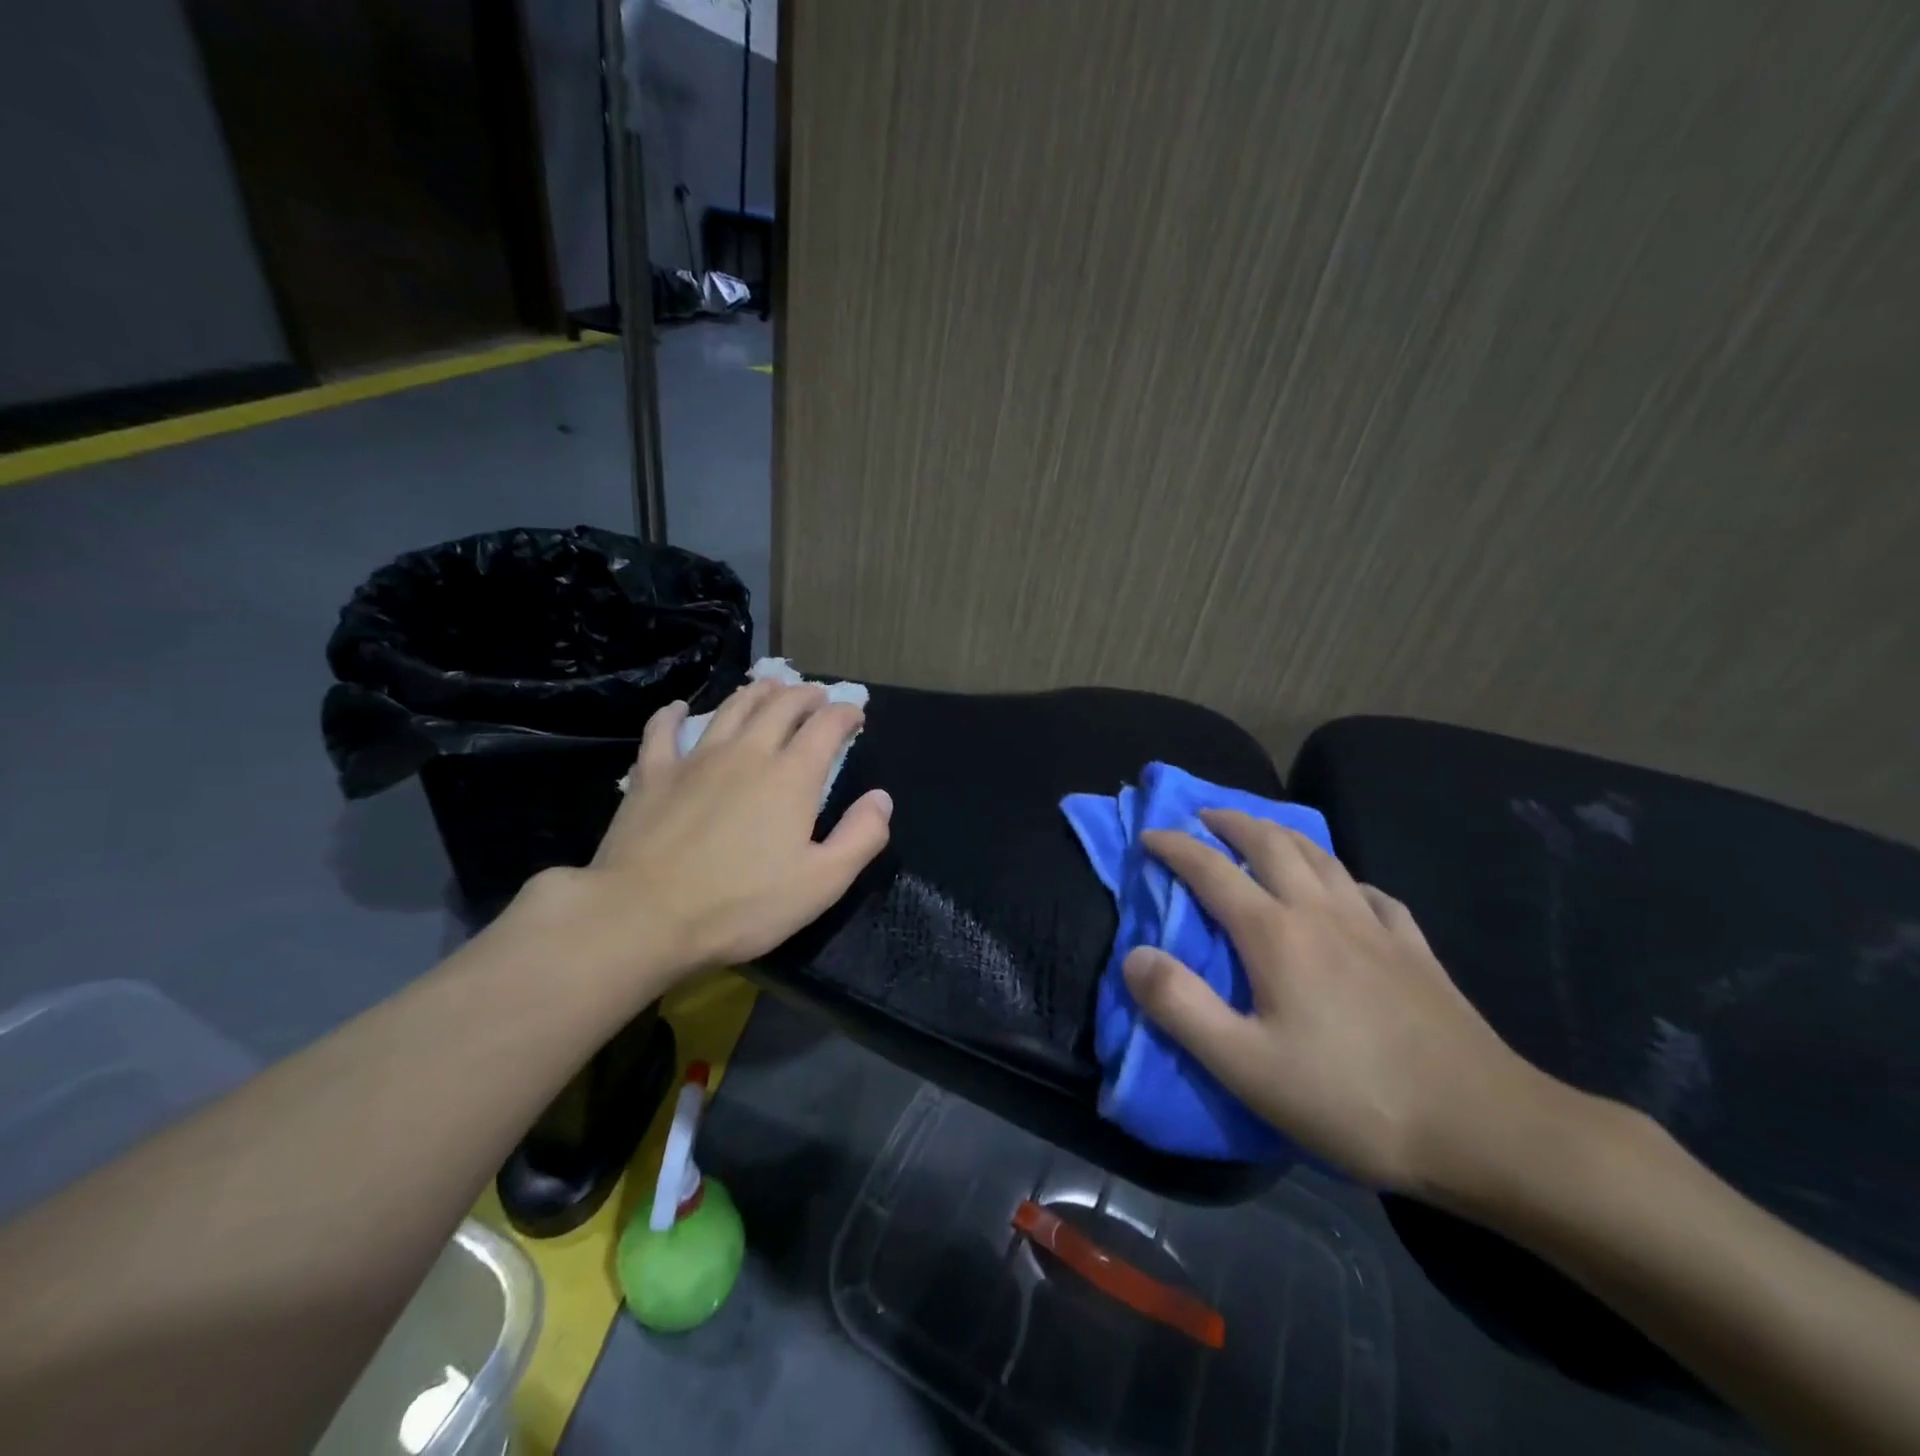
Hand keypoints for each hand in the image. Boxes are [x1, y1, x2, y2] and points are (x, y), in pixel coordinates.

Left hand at [526, 680, 892, 988]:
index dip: (845, 713)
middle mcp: (748, 752)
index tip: (855, 715)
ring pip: (732, 708)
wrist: (644, 917)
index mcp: (791, 776)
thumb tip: (881, 799)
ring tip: (769, 688)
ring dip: (756, 693)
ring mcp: (696, 758)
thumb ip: (861, 837)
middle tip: (817, 696)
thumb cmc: (741, 905)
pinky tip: (679, 709)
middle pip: (781, 705)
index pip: (826, 726)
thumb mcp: (821, 883)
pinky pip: (664, 730)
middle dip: (805, 695)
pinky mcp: (654, 773)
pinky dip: (675, 714)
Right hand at [1123, 811, 1551, 1197]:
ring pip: (1322, 856)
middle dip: (1231, 822)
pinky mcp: (1415, 950)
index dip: (1175, 847)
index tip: (1149, 835)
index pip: (1211, 870)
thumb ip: (1180, 1006)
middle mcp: (1322, 913)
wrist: (1486, 1128)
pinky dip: (1345, 878)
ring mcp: (1375, 927)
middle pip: (1271, 844)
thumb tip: (1133, 954)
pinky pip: (1372, 893)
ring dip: (1283, 834)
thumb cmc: (1352, 1098)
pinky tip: (1347, 891)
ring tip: (1264, 833)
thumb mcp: (1246, 1065)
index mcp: (1276, 934)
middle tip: (1204, 817)